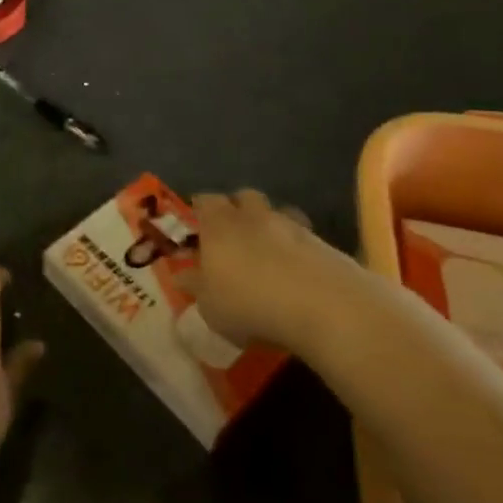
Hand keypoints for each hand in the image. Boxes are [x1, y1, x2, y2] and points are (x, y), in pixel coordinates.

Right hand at [184, 190, 329, 350]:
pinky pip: (301, 236)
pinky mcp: (321, 241)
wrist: (321, 305)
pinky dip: (296, 247)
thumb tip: (181, 274)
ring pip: (275, 212)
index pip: (205, 201)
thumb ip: (195, 286)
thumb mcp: (210, 305)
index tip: (197, 223)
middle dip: (237, 209)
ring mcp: (290, 224)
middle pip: (243, 197)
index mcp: (219, 223)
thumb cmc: (249, 303)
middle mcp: (252, 214)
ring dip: (269, 226)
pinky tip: (295, 270)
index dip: (200, 210)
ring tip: (267, 253)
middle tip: (233, 234)